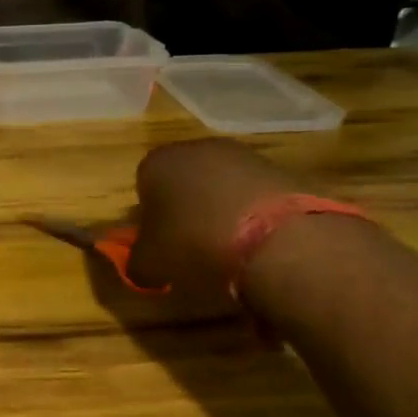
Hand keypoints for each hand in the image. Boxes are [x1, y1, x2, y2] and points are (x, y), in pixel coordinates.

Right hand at [128, 139, 299, 299]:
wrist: (275, 238)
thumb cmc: (194, 243)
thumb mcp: (150, 264)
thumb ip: (137, 262)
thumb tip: (141, 267)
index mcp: (157, 163)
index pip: (143, 185)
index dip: (150, 217)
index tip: (161, 243)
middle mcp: (196, 148)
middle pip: (184, 181)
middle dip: (186, 210)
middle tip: (192, 246)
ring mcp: (242, 155)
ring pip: (221, 186)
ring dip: (221, 212)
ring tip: (230, 250)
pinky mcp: (280, 169)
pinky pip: (255, 195)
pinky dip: (254, 215)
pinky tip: (259, 244)